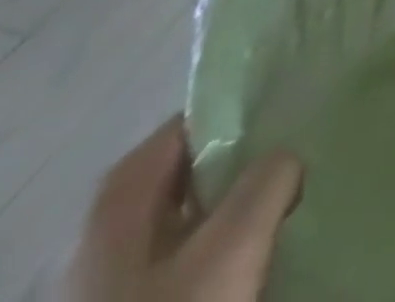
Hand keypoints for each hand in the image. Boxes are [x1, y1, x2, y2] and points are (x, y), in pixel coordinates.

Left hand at [64, 116, 301, 301]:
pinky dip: (216, 252)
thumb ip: (271, 177)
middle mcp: (105, 231)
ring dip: (231, 211)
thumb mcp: (237, 240)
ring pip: (185, 220)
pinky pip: (181, 262)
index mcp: (120, 197)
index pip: (186, 123)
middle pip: (185, 173)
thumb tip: (284, 160)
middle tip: (289, 161)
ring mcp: (108, 282)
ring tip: (278, 210)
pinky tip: (246, 262)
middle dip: (238, 163)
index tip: (283, 114)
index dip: (236, 112)